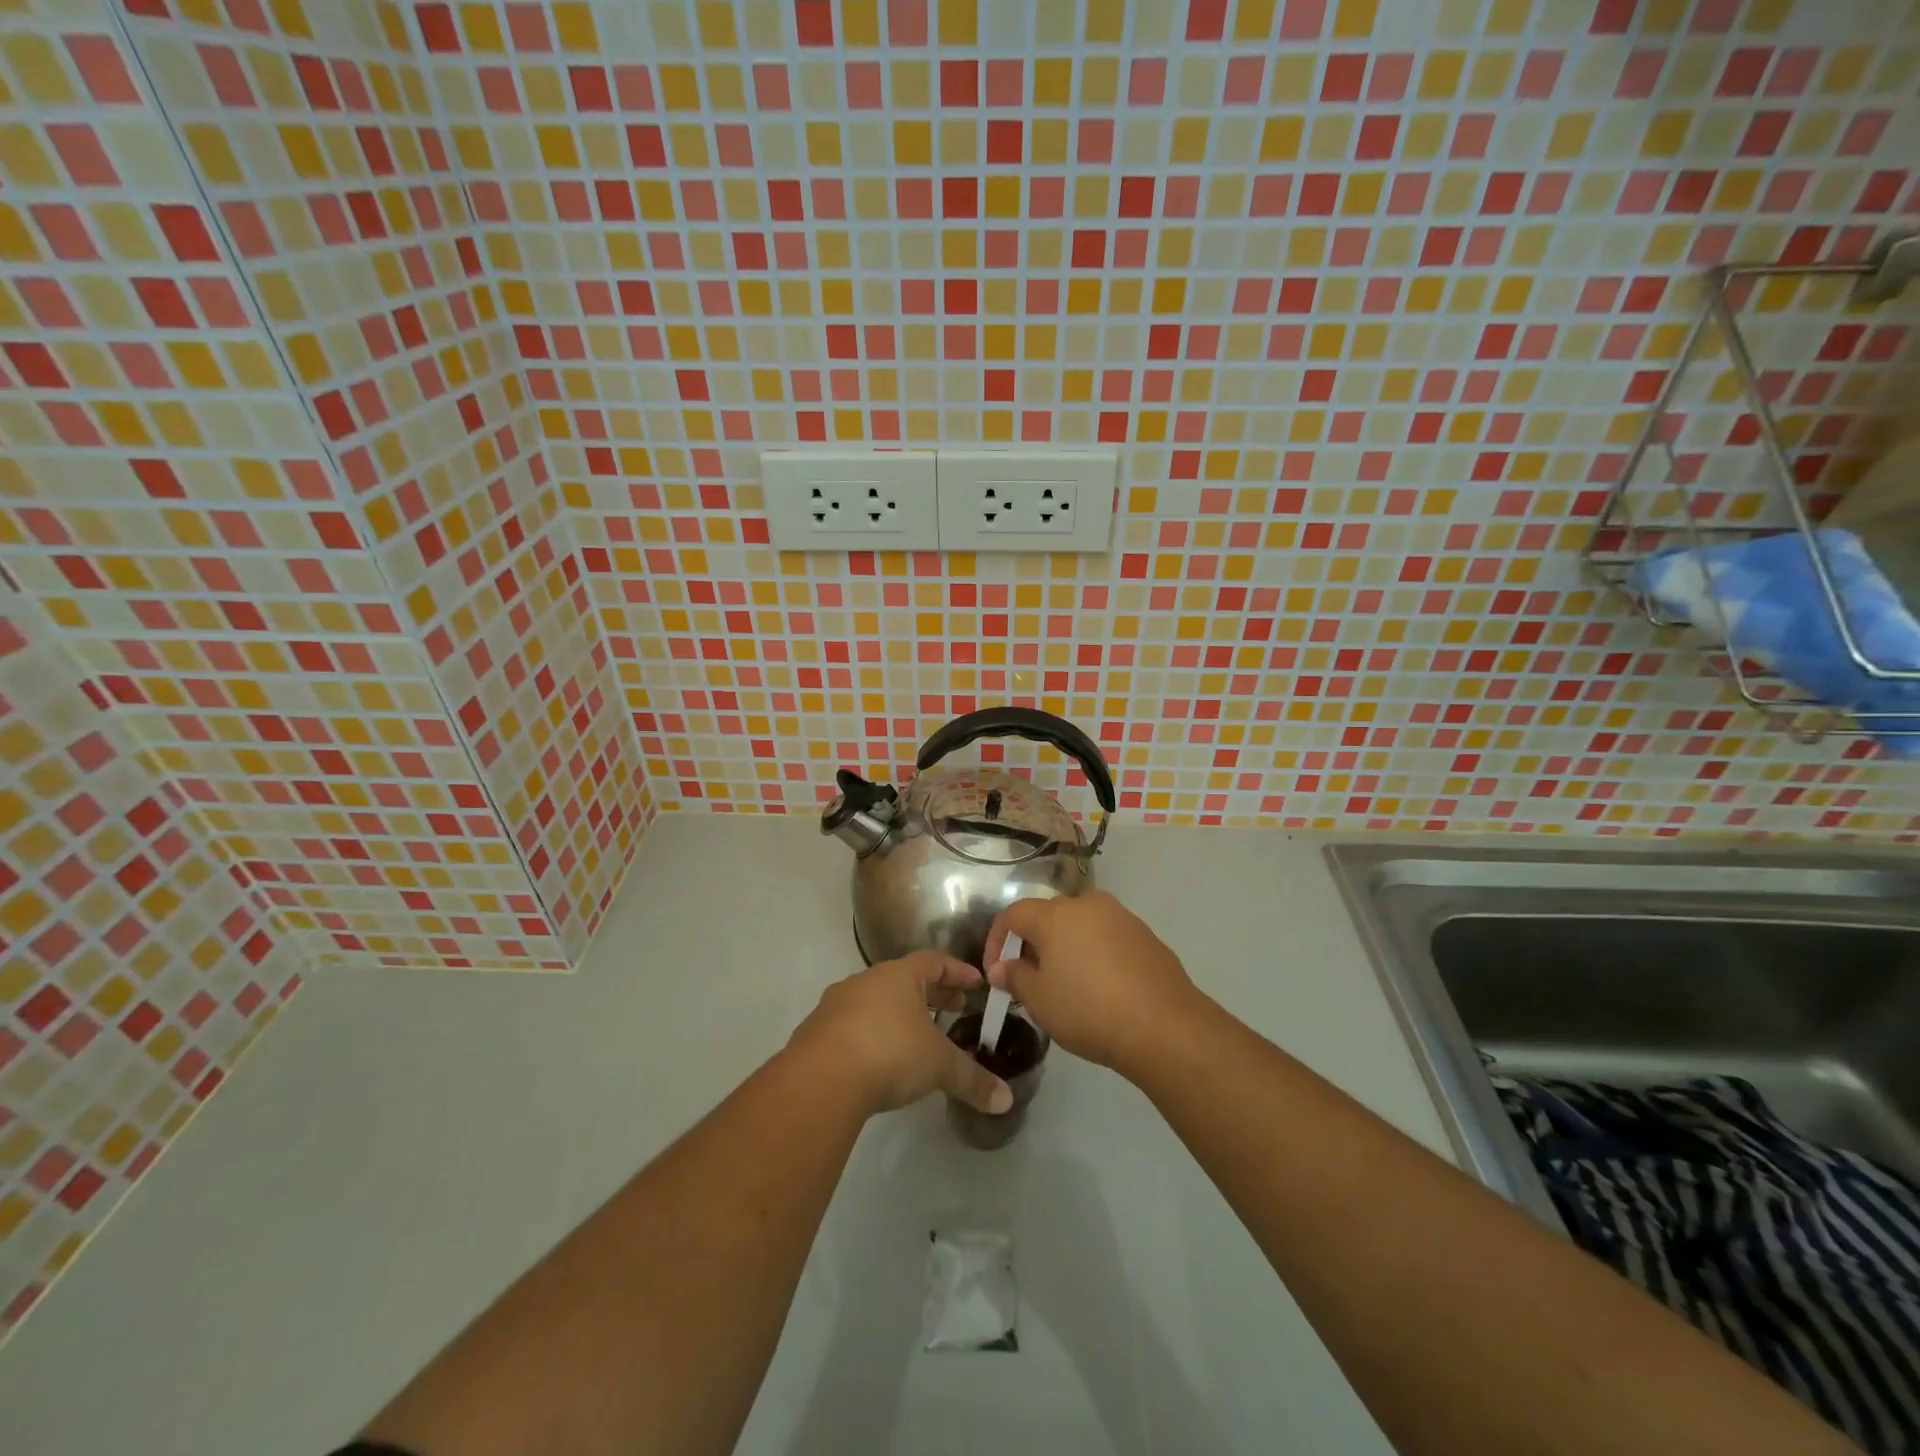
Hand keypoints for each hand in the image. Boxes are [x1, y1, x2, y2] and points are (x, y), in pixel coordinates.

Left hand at [789, 952, 1014, 1118]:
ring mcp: (837, 1005)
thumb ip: (973, 1080)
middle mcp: (866, 981)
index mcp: (899, 975)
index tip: (976, 983)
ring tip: (917, 1036)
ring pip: (876, 1001)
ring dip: (898, 1014)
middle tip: (953, 1008)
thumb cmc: (890, 1053)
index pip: (935, 961)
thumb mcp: (939, 1066)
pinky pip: (852, 1025)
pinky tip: (879, 1059)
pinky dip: (872, 1034)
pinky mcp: (816, 1032)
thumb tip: (1006, 1101)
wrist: (821, 1080)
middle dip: (931, 994)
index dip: (957, 972)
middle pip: (904, 980)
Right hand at [983, 892, 1203, 1076]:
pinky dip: (1094, 954)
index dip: (997, 940)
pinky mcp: (1145, 935)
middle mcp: (1087, 904)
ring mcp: (1121, 917)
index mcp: (1055, 914)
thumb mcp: (1040, 1000)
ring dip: (1065, 947)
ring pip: (1080, 925)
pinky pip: (1107, 937)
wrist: (1164, 1026)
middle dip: (1032, 944)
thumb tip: (1001, 968)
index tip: (996, 972)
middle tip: (1029, 979)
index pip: (1013, 914)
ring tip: (1064, 984)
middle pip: (1048, 916)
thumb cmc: (1088, 1010)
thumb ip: (1015, 977)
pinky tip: (1100, 987)